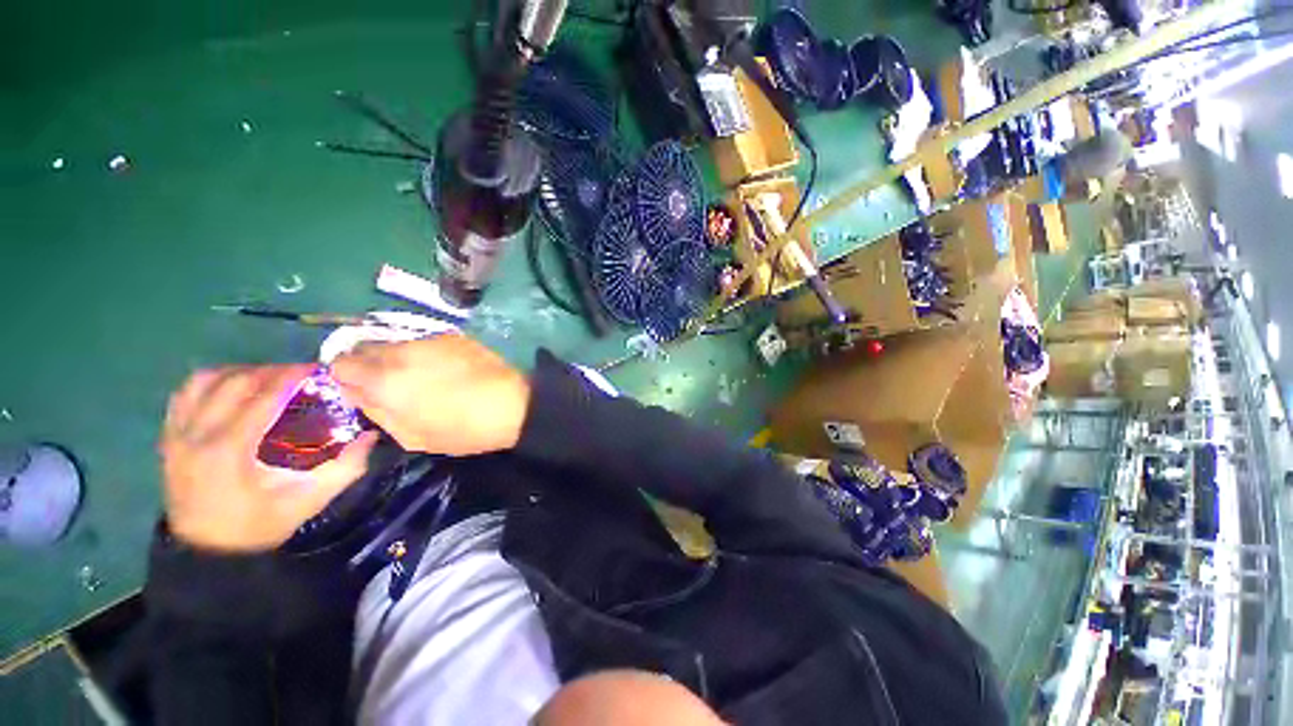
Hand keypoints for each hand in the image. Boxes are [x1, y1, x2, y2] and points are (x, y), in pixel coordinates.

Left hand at [161, 365, 378, 551]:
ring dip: (240, 372)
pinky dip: (212, 383)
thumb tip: (370, 435)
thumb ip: (344, 467)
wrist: (207, 552)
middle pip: (235, 381)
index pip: (262, 395)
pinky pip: (185, 394)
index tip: (317, 370)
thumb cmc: (259, 526)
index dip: (292, 376)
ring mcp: (177, 434)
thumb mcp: (309, 501)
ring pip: (205, 381)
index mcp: (229, 450)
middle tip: (300, 375)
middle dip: (271, 370)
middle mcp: (197, 434)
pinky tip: (233, 389)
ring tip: (267, 379)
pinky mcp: (169, 438)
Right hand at [331, 335, 530, 455]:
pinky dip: (422, 353)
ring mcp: (430, 339)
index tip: (356, 388)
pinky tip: (442, 368)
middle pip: (366, 347)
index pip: (340, 364)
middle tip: (385, 383)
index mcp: (385, 379)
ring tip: (418, 376)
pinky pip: (424, 342)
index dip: (343, 376)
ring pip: (396, 343)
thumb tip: (356, 391)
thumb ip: (376, 410)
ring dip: (396, 357)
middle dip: (367, 364)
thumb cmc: (462, 429)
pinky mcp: (454, 336)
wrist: (512, 404)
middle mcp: (402, 351)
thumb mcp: (411, 436)